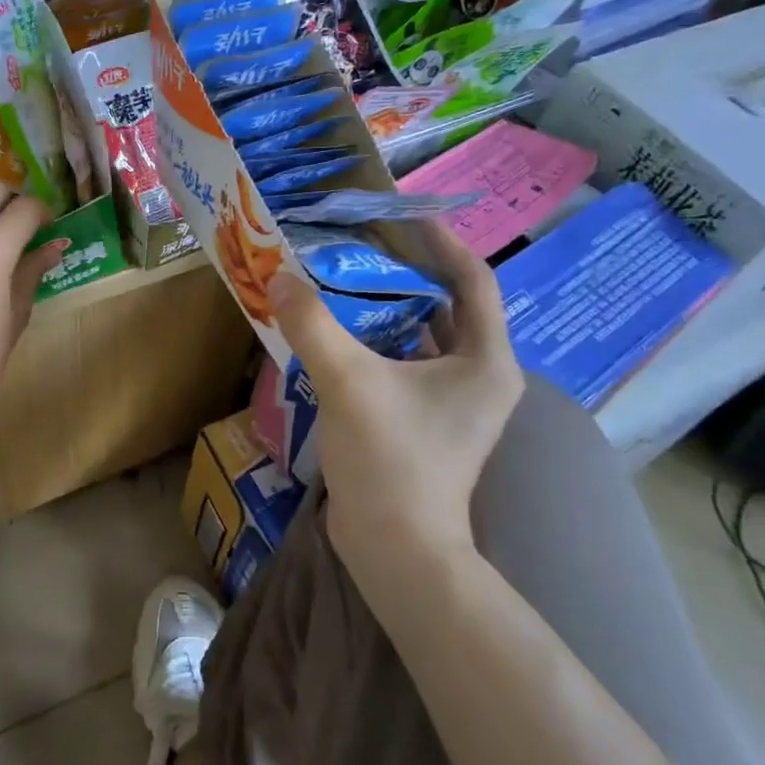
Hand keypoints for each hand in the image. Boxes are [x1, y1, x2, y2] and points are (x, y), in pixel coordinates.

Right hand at [269, 217, 523, 581]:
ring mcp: (452, 404)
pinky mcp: (424, 423)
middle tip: (361, 245)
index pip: (472, 281)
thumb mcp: (348, 382)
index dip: (441, 243)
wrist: (396, 549)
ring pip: (422, 338)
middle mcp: (478, 377)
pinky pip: (403, 365)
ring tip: (343, 281)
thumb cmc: (390, 460)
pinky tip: (336, 334)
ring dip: (387, 309)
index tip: (405, 215)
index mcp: (484, 361)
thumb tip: (279, 278)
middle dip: (406, 273)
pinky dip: (376, 343)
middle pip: (447, 306)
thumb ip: (313, 325)